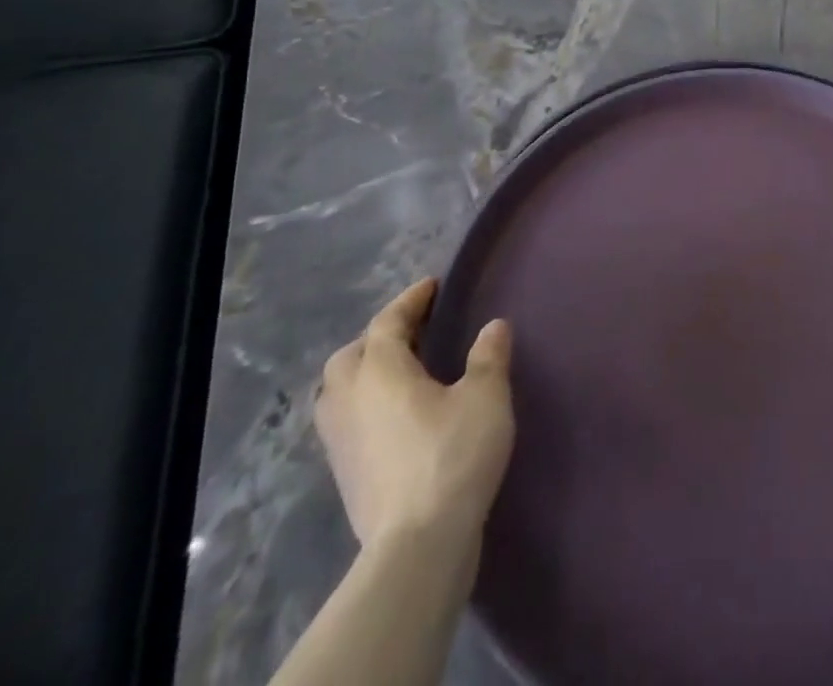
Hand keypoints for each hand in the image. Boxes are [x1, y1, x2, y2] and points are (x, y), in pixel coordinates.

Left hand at [316, 277, 514, 549]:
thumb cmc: (452, 456)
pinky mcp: (344, 475)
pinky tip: (393, 415)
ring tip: (399, 372)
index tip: (432, 286)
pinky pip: (346, 421)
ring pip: (339, 391)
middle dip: (378, 336)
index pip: (387, 322)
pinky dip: (363, 404)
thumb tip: (493, 326)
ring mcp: (340, 442)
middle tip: (414, 331)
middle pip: (351, 355)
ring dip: (363, 372)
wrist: (417, 545)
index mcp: (380, 372)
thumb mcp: (485, 396)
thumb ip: (488, 356)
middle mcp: (350, 400)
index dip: (410, 300)